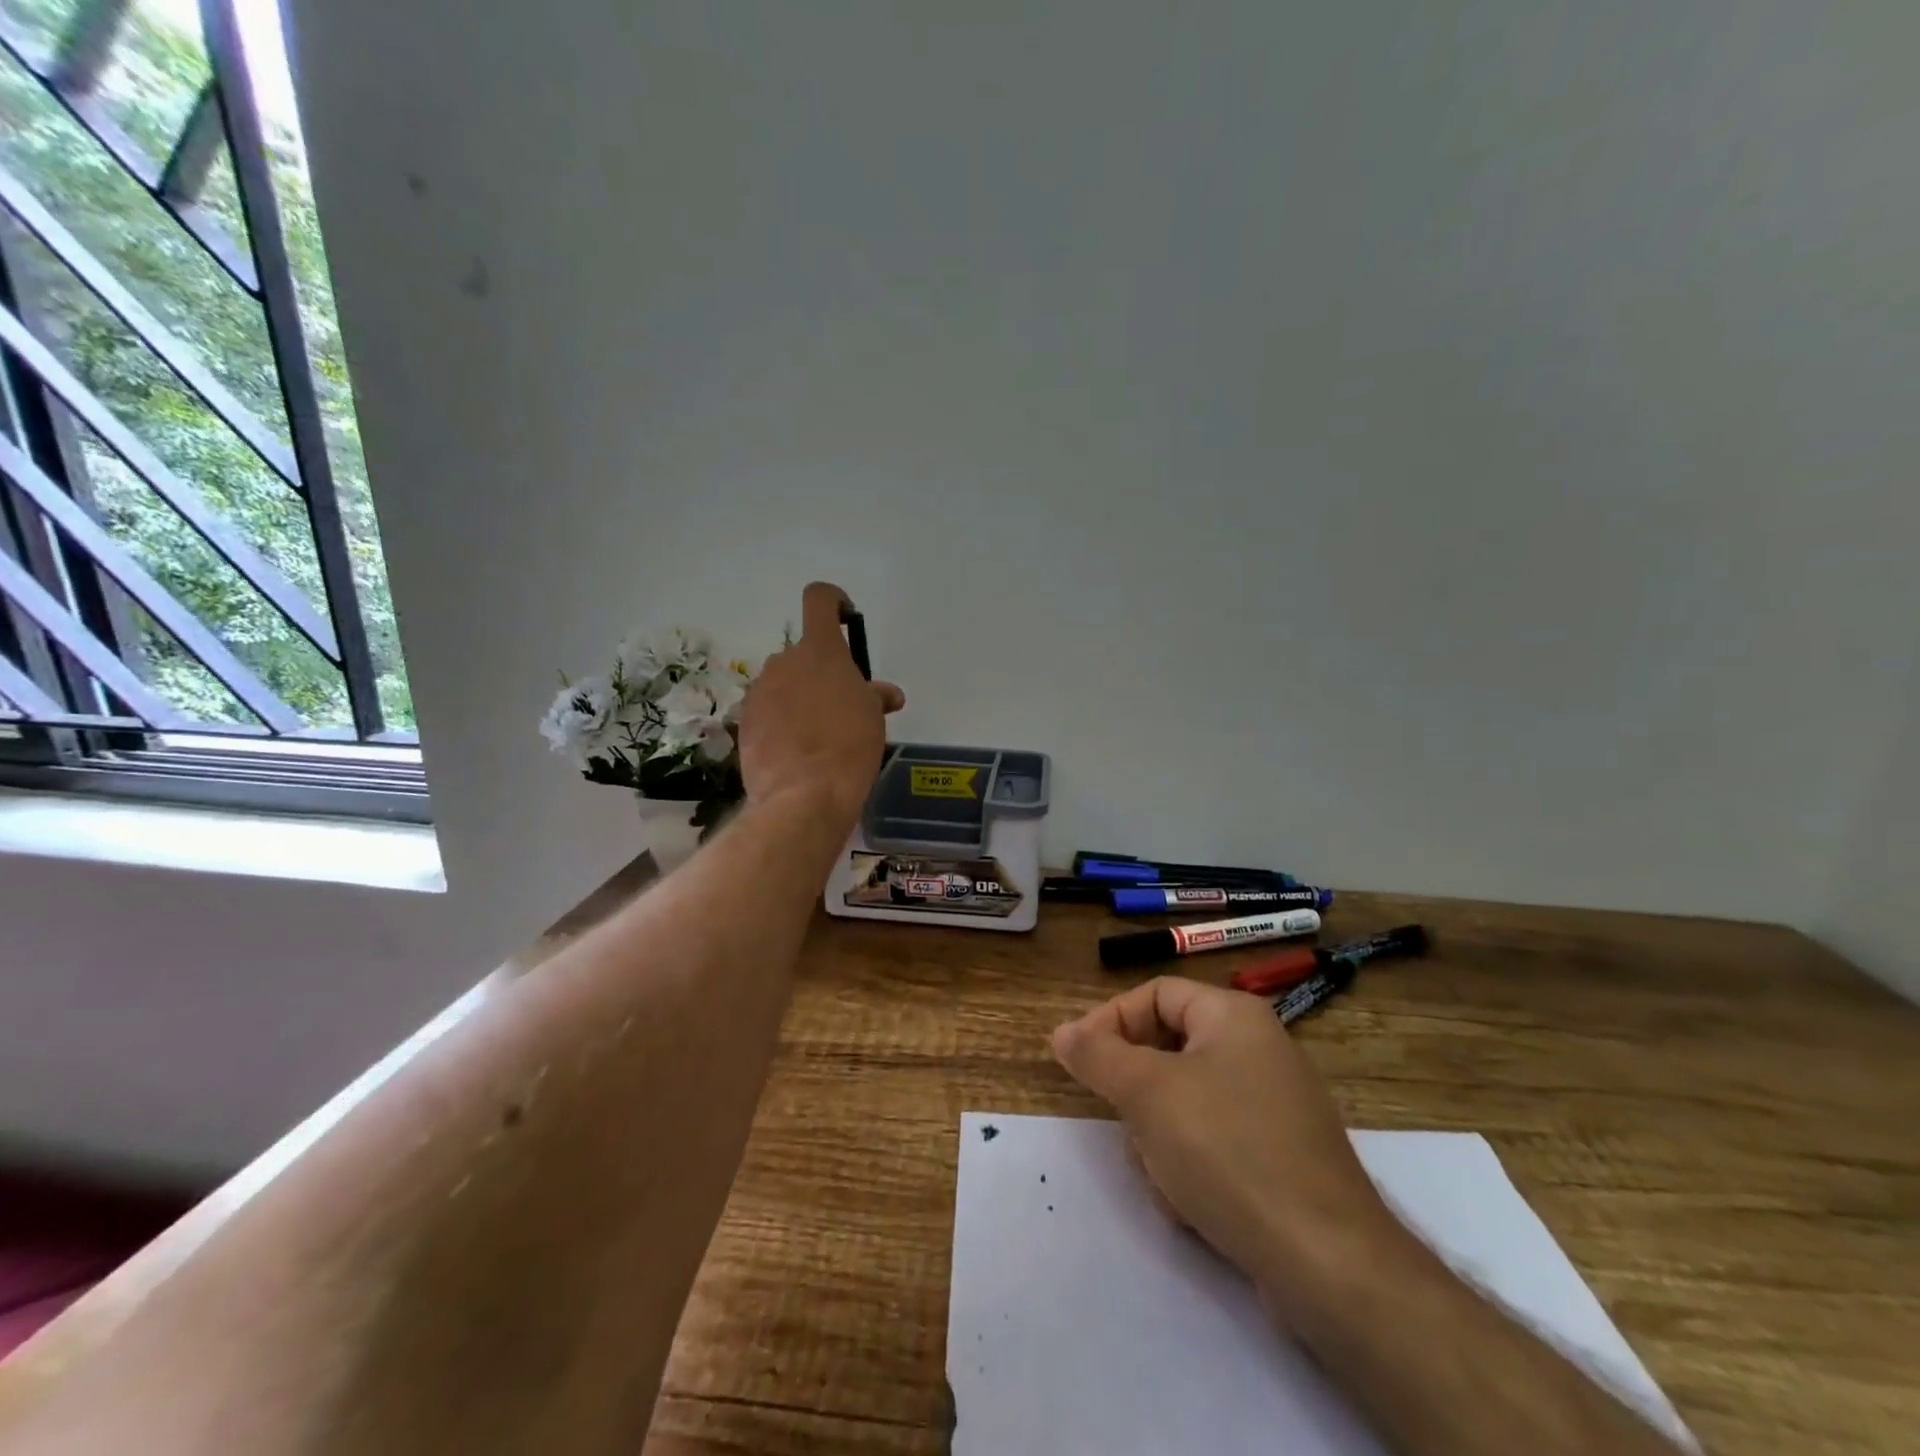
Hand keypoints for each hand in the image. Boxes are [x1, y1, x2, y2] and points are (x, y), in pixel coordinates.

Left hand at [737, 582, 904, 827]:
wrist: (804, 794)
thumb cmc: (849, 746)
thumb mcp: (873, 718)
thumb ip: (875, 696)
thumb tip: (887, 694)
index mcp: (820, 650)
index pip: (819, 599)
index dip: (834, 603)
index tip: (846, 622)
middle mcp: (784, 661)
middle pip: (803, 653)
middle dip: (821, 673)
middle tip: (841, 707)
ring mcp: (759, 691)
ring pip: (784, 684)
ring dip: (800, 698)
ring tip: (818, 735)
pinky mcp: (745, 721)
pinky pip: (768, 711)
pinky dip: (781, 722)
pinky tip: (796, 751)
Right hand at [1051, 977, 1400, 1311]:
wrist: (1326, 1262)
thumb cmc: (1227, 1151)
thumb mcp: (1147, 1093)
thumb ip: (1097, 1055)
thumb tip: (1061, 1032)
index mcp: (1234, 1016)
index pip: (1154, 994)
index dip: (1109, 1020)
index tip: (1076, 1060)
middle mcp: (1259, 1048)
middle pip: (1169, 1048)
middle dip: (1137, 1091)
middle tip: (1124, 1122)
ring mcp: (1275, 1105)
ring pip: (1185, 1100)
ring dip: (1160, 1135)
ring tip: (1164, 1174)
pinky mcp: (1281, 1156)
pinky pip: (1214, 1140)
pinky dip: (1192, 1164)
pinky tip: (1193, 1203)